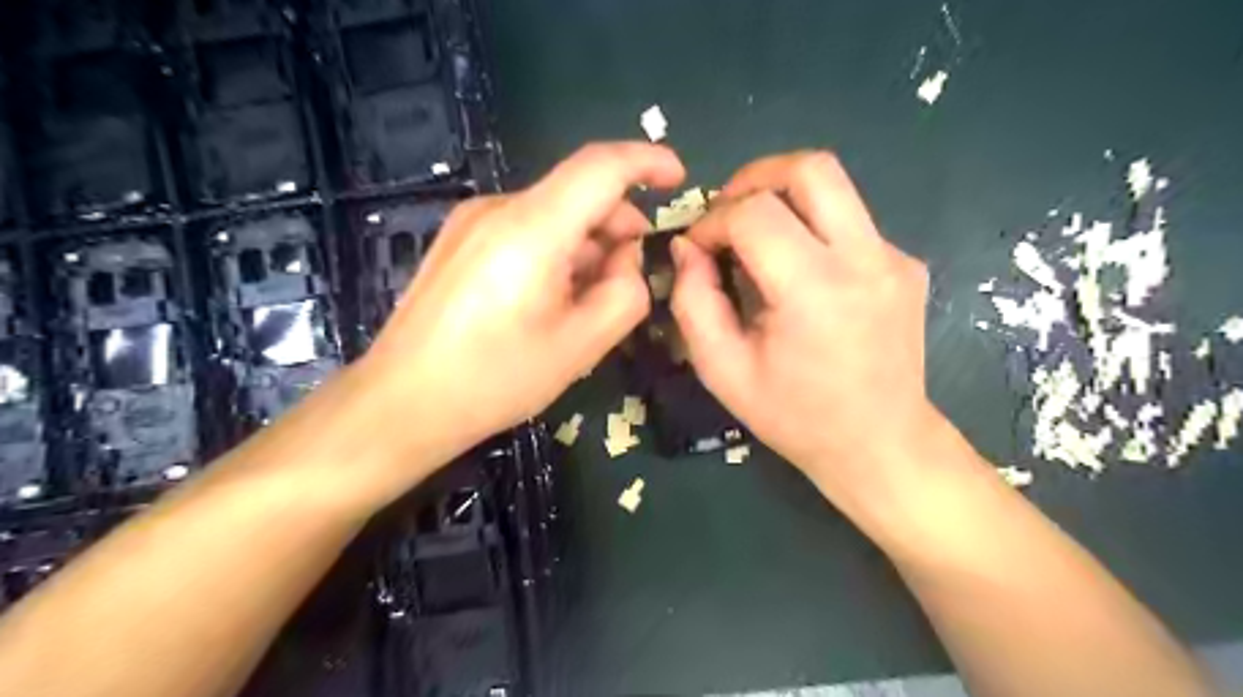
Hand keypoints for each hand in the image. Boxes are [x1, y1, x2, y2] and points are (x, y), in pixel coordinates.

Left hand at [358, 140, 688, 466]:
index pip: (601, 166)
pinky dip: (554, 250)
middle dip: (617, 225)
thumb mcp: (581, 346)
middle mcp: (498, 208)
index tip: (677, 177)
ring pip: (552, 214)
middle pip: (577, 193)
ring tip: (586, 298)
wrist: (403, 402)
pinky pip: (524, 228)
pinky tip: (549, 297)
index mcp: (532, 228)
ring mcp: (471, 221)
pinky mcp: (458, 240)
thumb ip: (625, 294)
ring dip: (585, 244)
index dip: (647, 161)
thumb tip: (626, 260)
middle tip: (630, 276)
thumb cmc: (495, 379)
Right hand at [675, 148, 936, 499]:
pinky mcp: (906, 264)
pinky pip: (849, 221)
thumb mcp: (722, 370)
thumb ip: (693, 302)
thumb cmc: (795, 416)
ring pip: (834, 185)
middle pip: (809, 168)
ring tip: (756, 237)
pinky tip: (799, 274)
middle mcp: (865, 259)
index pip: (753, 214)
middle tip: (726, 213)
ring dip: (783, 197)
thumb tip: (688, 248)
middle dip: (754, 178)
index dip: (712, 222)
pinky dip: (811, 229)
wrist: (880, 444)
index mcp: (814, 291)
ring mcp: (894, 257)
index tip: (698, 249)